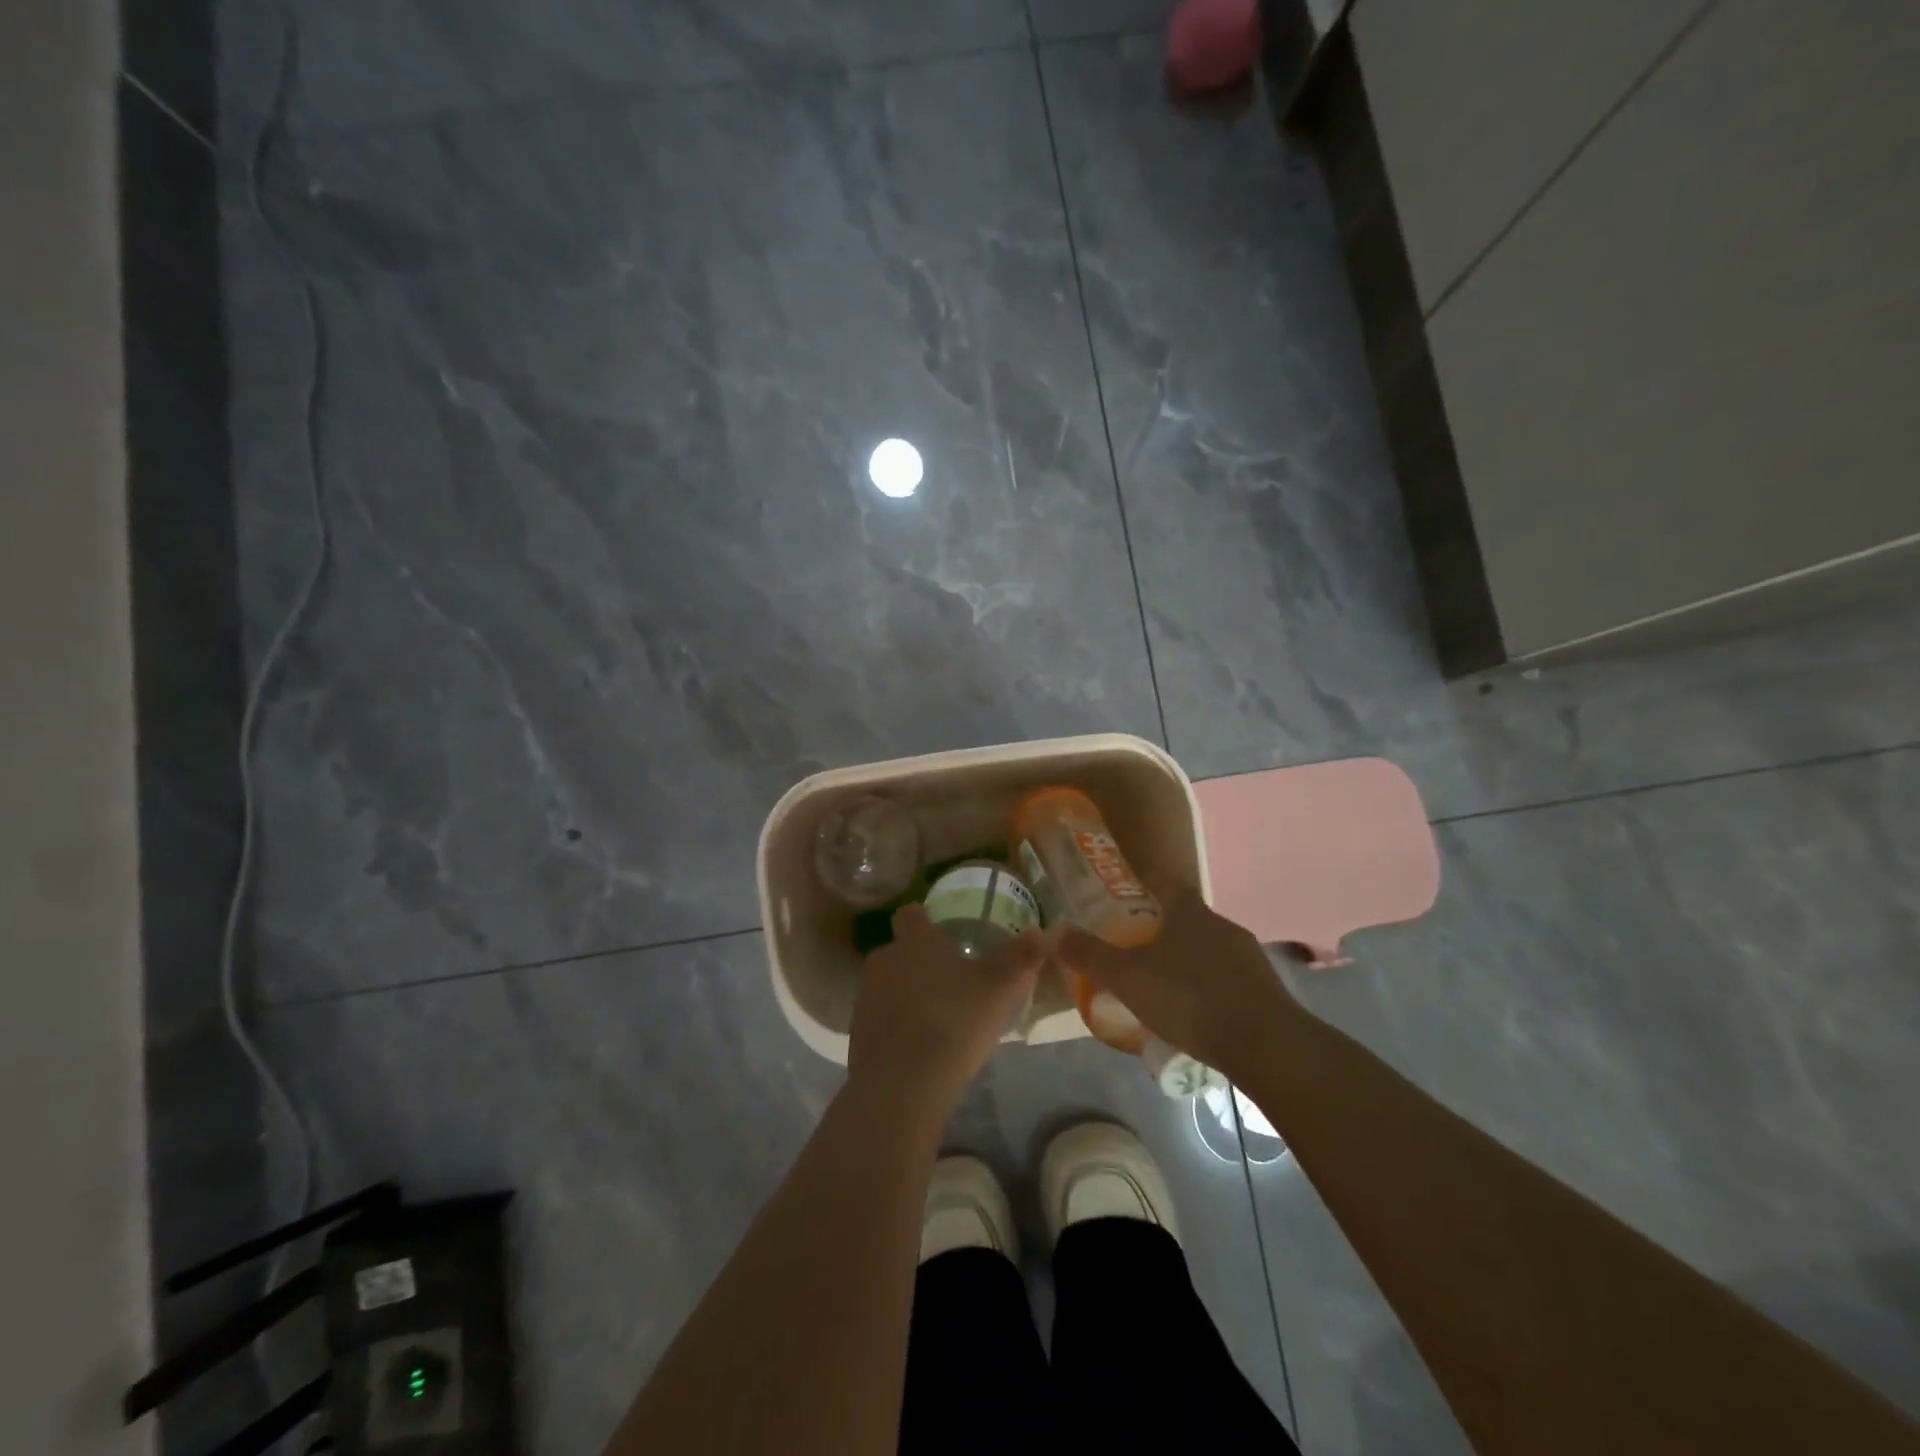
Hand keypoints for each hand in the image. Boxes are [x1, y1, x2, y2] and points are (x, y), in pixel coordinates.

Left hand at [848, 905, 1044, 1112]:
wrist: (902, 1086)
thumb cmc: (953, 1022)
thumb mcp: (999, 989)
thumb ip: (1020, 957)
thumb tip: (1042, 930)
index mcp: (914, 941)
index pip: (911, 914)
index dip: (924, 921)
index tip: (943, 935)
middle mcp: (883, 960)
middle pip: (900, 951)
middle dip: (920, 962)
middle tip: (951, 983)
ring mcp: (865, 997)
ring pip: (888, 985)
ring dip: (907, 995)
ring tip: (938, 1019)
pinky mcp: (856, 1034)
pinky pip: (881, 1019)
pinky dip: (896, 1027)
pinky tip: (919, 1049)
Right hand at [1054, 880, 1292, 1078]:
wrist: (1266, 1045)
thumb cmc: (1189, 998)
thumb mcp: (1128, 978)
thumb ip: (1090, 955)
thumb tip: (1052, 931)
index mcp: (1189, 912)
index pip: (1166, 883)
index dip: (1146, 884)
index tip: (1126, 897)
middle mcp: (1221, 925)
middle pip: (1187, 917)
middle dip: (1161, 928)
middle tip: (1134, 949)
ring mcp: (1248, 957)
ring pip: (1208, 949)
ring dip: (1186, 960)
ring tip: (1161, 987)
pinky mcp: (1266, 990)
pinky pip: (1228, 979)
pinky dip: (1209, 988)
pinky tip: (1195, 1015)